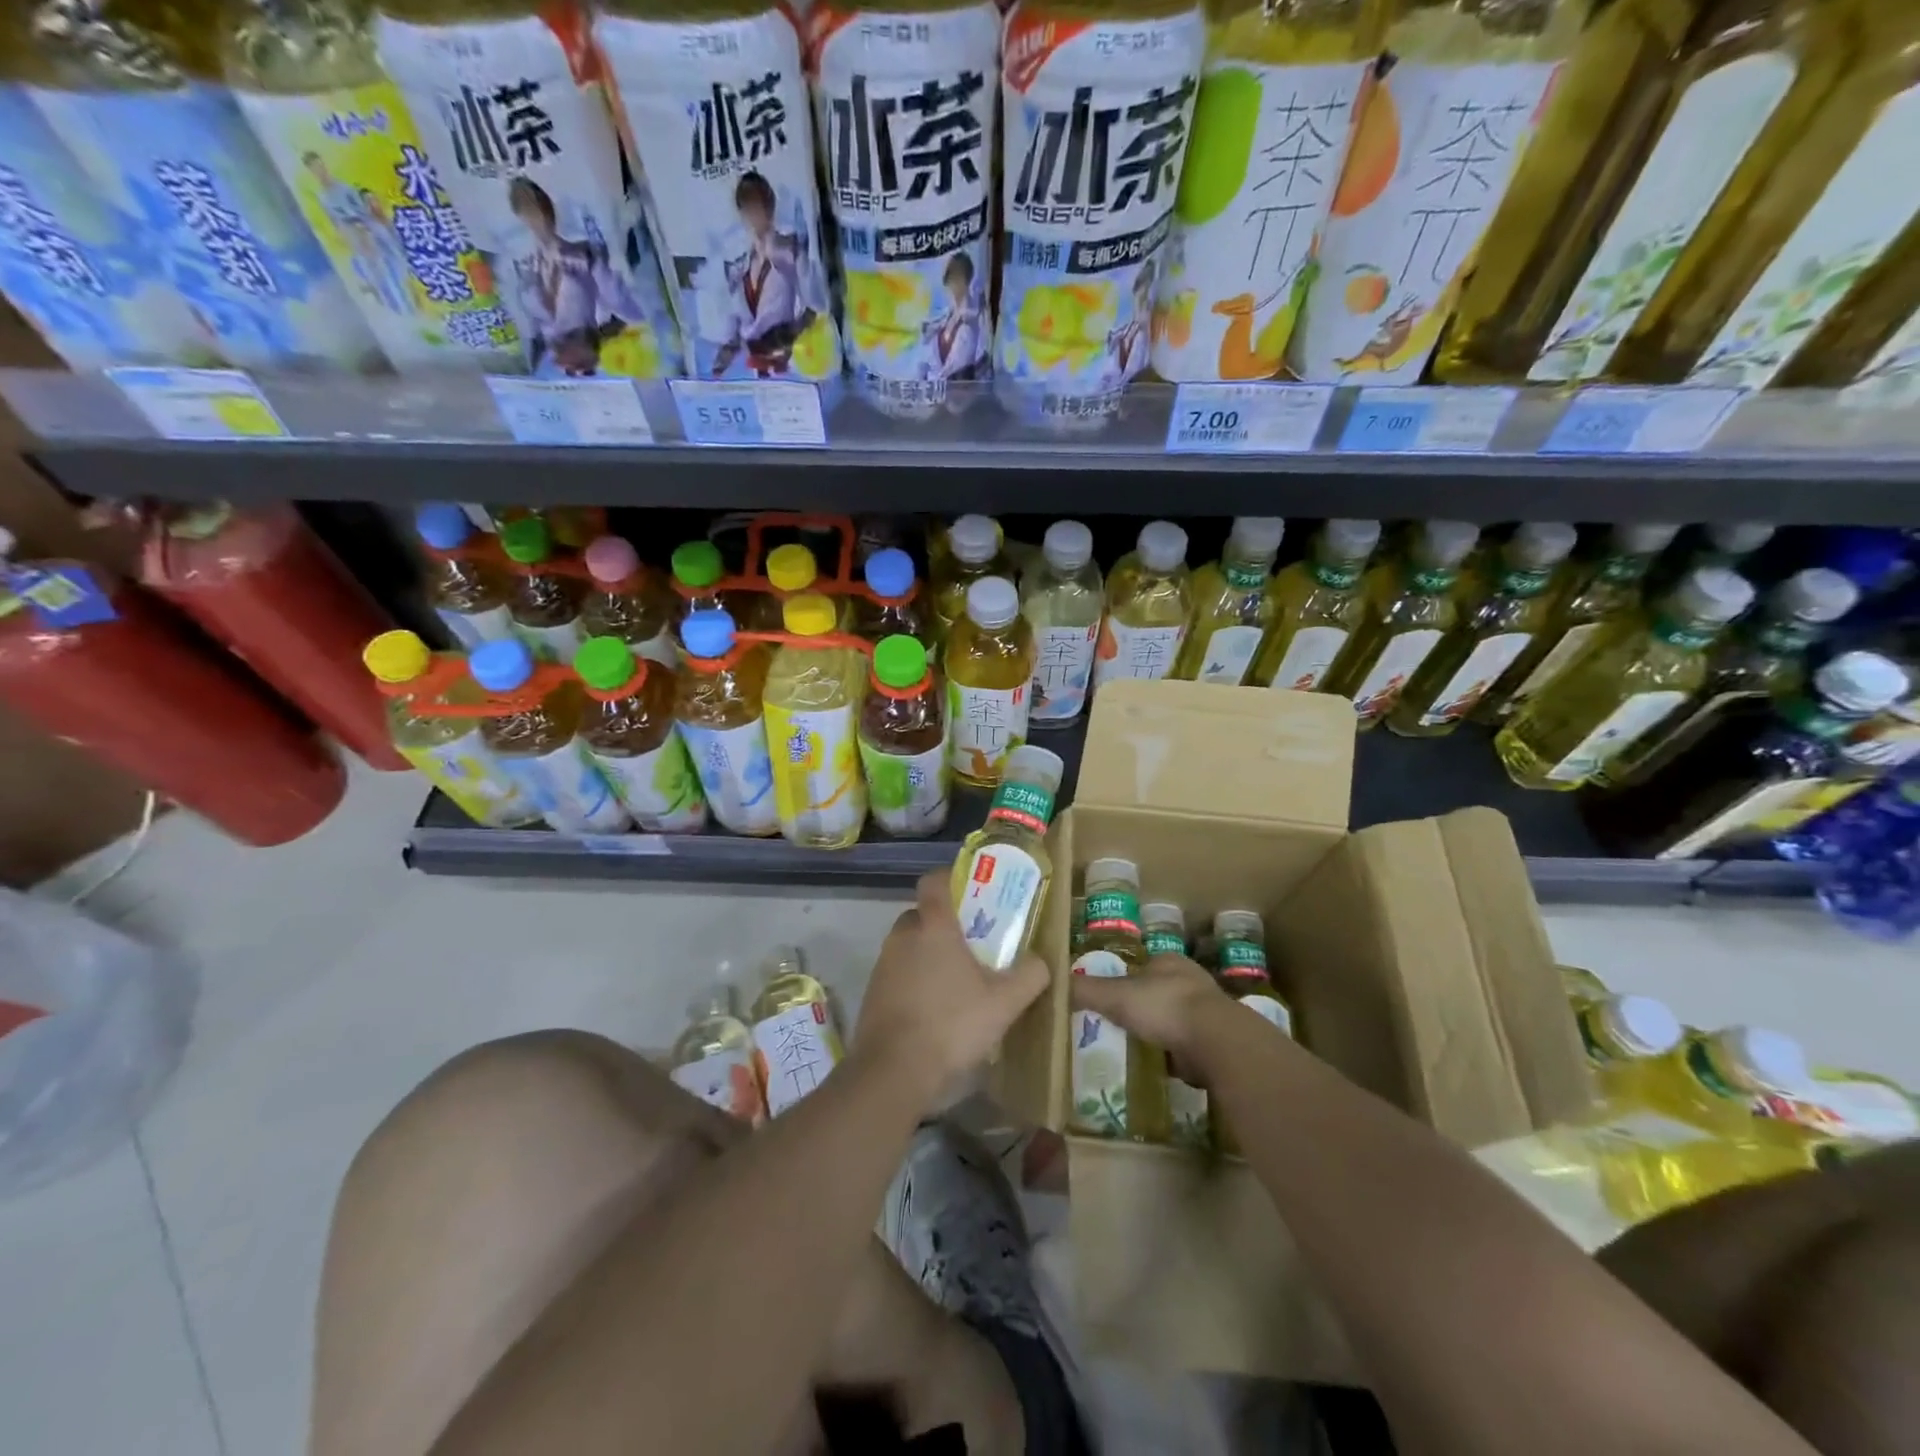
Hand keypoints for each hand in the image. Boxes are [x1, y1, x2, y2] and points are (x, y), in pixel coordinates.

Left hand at [852, 870, 1049, 1104]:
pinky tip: (936, 1010)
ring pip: (909, 945)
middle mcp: (903, 936)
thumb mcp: (1004, 1002)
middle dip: (945, 924)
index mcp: (933, 926)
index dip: (950, 878)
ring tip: (959, 982)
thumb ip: (1029, 975)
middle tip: (974, 944)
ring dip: (929, 955)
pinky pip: (898, 973)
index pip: (934, 881)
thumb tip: (1041, 961)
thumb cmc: (951, 1024)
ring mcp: (883, 965)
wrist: (893, 1072)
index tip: (972, 891)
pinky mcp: (872, 993)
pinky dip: (915, 981)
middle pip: (922, 914)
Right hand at [1070, 953, 1227, 1076]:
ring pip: (1176, 1018)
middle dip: (1145, 1006)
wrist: (1216, 1043)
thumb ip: (1085, 989)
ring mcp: (1208, 1012)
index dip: (1128, 979)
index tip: (1112, 996)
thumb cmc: (1163, 1007)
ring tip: (1140, 1046)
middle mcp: (1192, 981)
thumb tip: (1052, 982)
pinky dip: (1176, 1055)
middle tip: (1122, 1023)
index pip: (1144, 966)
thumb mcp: (1115, 996)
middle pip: (1161, 991)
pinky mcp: (1217, 1042)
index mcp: (1169, 962)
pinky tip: (1163, 1065)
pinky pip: (1189, 1046)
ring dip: (1162, 1031)